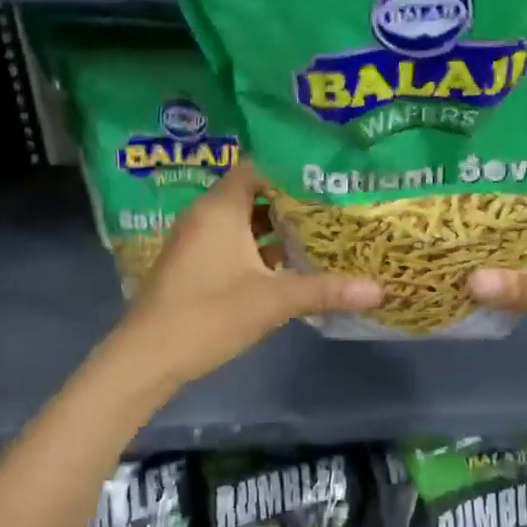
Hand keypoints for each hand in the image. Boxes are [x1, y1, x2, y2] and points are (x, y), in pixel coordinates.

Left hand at [115, 160, 380, 386]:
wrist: (146, 359)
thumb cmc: (208, 315)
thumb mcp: (273, 300)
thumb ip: (326, 290)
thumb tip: (380, 288)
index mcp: (220, 208)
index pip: (257, 168)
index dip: (291, 169)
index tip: (327, 176)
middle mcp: (205, 216)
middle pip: (253, 194)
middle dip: (291, 200)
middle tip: (333, 203)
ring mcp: (195, 241)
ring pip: (242, 221)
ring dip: (275, 227)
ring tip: (318, 230)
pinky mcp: (192, 265)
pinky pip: (231, 242)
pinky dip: (257, 247)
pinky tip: (287, 264)